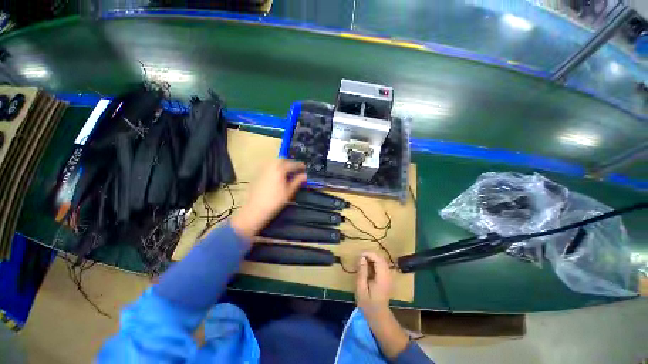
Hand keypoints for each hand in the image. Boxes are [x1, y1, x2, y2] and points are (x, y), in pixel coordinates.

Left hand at [231, 159, 305, 238]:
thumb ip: (297, 181)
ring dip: (282, 166)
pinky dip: (275, 169)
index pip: (292, 164)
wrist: (255, 209)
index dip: (300, 166)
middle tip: (296, 170)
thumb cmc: (275, 201)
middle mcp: (270, 166)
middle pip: (282, 160)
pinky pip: (268, 167)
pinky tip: (277, 177)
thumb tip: (304, 176)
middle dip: (290, 164)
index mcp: (279, 169)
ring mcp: (262, 169)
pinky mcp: (257, 174)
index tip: (304, 167)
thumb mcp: (289, 192)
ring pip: (274, 163)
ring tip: (287, 173)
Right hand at [355, 251, 409, 359]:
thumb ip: (362, 272)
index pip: (377, 258)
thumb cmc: (368, 303)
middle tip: (359, 260)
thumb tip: (361, 257)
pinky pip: (383, 265)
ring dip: (372, 258)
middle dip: (370, 255)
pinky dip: (375, 263)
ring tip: (363, 263)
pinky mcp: (389, 277)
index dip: (368, 254)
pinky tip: (369, 268)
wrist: (379, 315)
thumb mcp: (361, 288)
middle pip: (380, 257)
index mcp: (382, 276)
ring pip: (382, 260)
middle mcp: (388, 274)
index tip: (359, 257)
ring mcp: (390, 275)